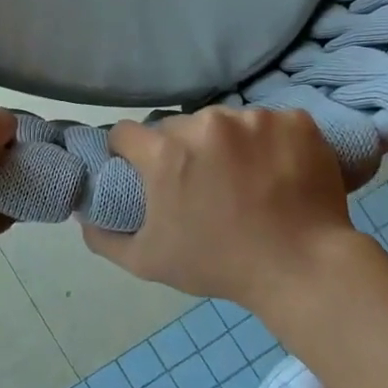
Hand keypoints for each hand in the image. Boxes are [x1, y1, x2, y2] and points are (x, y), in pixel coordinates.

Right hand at [82, 107, 357, 306]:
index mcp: (166, 153)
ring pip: (226, 123)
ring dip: (227, 145)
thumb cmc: (219, 265)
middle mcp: (206, 124)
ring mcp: (255, 118)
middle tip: (202, 186)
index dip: (128, 154)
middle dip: (181, 151)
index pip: (126, 133)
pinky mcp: (295, 121)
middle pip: (178, 127)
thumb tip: (84, 215)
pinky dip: (270, 143)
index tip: (143, 174)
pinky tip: (279, 172)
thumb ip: (103, 236)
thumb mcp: (147, 262)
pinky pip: (270, 124)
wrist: (303, 268)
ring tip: (246, 181)